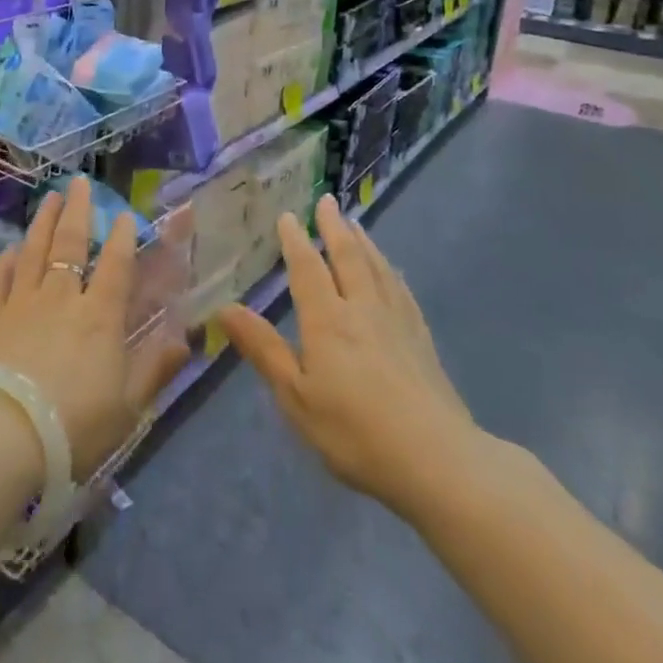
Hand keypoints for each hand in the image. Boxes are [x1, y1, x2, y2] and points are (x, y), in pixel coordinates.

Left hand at [0, 177, 188, 479]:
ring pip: (34, 251)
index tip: (125, 214)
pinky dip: (6, 262)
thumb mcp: (128, 407)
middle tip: (79, 182)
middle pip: (70, 244)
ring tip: (50, 198)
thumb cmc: (74, 425)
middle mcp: (61, 298)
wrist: (2, 434)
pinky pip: (0, 280)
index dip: (122, 238)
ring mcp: (22, 303)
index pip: (115, 266)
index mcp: (100, 316)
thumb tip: (186, 339)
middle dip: (78, 211)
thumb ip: (155, 369)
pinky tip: (10, 250)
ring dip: (44, 222)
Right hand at [217, 195, 485, 521]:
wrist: (438, 461)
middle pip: (348, 257)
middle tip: (327, 201)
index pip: (308, 268)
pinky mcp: (422, 340)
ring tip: (355, 223)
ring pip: (378, 268)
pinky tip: (392, 271)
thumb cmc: (355, 432)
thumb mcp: (296, 396)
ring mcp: (397, 322)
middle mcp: (362, 309)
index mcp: (327, 320)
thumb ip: (263, 349)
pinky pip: (402, 290)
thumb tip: (224, 307)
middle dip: (334, 227)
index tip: (288, 216)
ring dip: (363, 242)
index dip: (296, 240)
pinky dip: (391, 271)